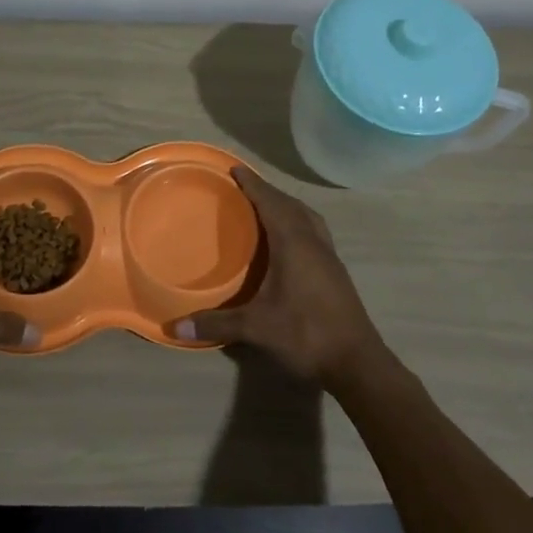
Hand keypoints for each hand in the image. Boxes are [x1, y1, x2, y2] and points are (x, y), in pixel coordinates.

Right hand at [173, 167, 385, 388]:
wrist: (357, 363)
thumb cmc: (306, 335)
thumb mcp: (257, 328)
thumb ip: (216, 323)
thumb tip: (175, 327)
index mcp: (294, 243)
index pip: (271, 202)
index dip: (253, 184)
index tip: (235, 169)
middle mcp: (314, 242)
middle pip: (291, 205)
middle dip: (268, 192)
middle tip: (244, 187)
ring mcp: (329, 257)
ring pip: (308, 218)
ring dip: (287, 206)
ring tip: (266, 208)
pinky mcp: (336, 273)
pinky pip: (314, 233)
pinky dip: (298, 224)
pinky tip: (288, 242)